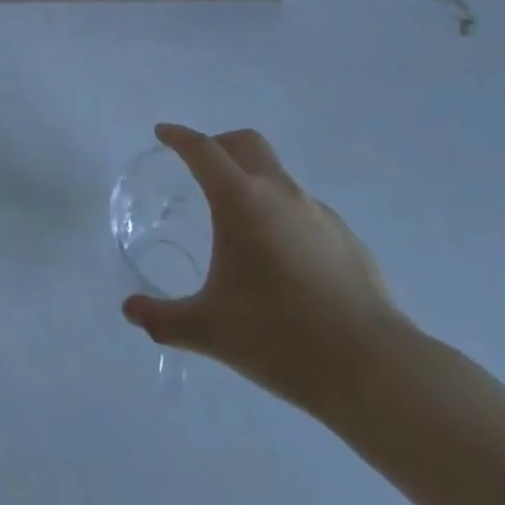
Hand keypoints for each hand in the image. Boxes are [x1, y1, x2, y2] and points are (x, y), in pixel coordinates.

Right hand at [121, 123, 408, 418]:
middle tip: (201, 165)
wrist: (375, 370)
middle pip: (245, 143)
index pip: (202, 150)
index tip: (163, 134)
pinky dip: (284, 216)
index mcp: (240, 200)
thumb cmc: (281, 338)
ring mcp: (319, 213)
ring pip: (278, 176)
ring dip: (254, 181)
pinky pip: (305, 211)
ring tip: (242, 224)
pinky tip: (284, 261)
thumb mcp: (210, 331)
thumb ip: (163, 319)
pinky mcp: (348, 239)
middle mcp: (280, 193)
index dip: (179, 137)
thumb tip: (130, 310)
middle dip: (219, 144)